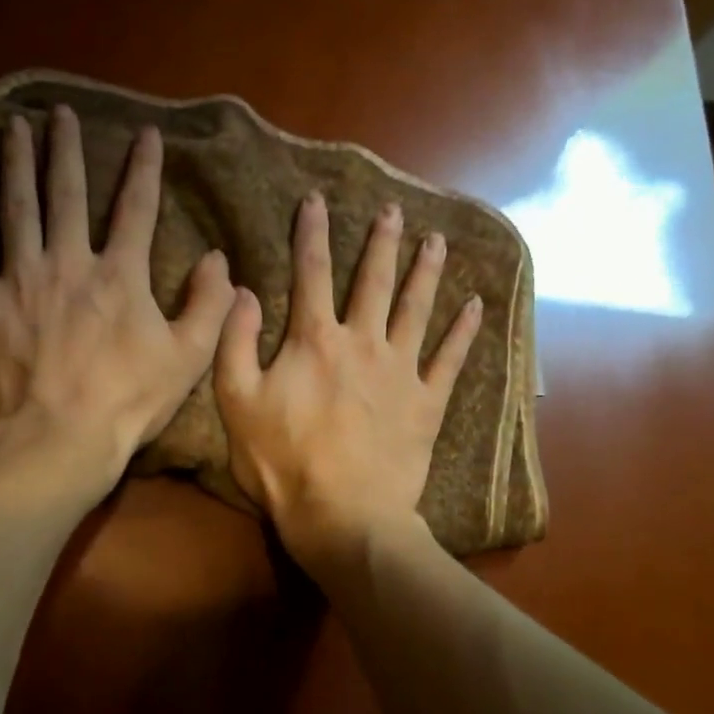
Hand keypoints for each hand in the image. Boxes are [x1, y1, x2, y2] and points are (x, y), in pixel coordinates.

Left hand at [0, 104, 233, 502]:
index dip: (144, 168)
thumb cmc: (126, 404)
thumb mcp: (188, 359)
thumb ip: (209, 304)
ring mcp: (20, 278)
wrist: (57, 442)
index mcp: (120, 275)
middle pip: (68, 193)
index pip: (137, 208)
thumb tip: (217, 259)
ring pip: (17, 206)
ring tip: (14, 126)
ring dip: (16, 162)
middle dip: (68, 149)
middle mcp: (69, 261)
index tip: (147, 134)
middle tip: (62, 113)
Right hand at [215, 191, 481, 574]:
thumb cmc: (282, 461)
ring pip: (416, 309)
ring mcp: (400, 370)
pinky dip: (464, 332)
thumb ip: (236, 342)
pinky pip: (451, 359)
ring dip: (427, 272)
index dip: (311, 233)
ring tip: (437, 242)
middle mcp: (362, 342)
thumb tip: (244, 290)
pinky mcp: (427, 402)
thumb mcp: (236, 402)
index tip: (317, 199)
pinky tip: (476, 306)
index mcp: (314, 340)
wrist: (343, 513)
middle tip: (395, 210)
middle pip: (373, 281)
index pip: (310, 273)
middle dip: (381, 242)